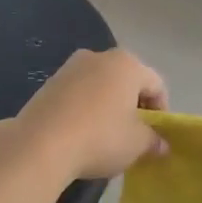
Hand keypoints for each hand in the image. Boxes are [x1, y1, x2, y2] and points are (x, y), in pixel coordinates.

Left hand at [15, 49, 167, 179]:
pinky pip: (77, 95)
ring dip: (108, 108)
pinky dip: (85, 111)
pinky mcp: (47, 84)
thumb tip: (161, 144)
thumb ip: (154, 141)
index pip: (156, 85)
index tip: (156, 137)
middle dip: (133, 107)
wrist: (39, 145)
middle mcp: (98, 57)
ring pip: (100, 87)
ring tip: (105, 137)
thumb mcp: (137, 144)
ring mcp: (69, 68)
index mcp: (127, 64)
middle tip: (134, 135)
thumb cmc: (100, 137)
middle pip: (127, 81)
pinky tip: (81, 135)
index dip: (161, 111)